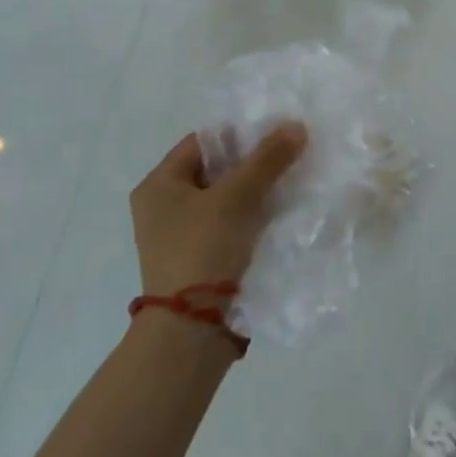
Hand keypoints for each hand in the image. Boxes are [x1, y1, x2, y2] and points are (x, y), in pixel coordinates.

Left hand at [131, 124, 306, 303]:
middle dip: (251, 164)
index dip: (239, 135)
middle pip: (214, 170)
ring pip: (224, 199)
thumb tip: (297, 126)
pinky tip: (278, 215)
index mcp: (158, 185)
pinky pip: (227, 225)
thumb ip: (266, 159)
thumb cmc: (202, 250)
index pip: (202, 142)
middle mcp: (163, 207)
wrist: (190, 331)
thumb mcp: (235, 198)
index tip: (275, 136)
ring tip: (289, 182)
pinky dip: (250, 217)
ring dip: (254, 191)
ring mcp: (179, 236)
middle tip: (287, 157)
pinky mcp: (198, 259)